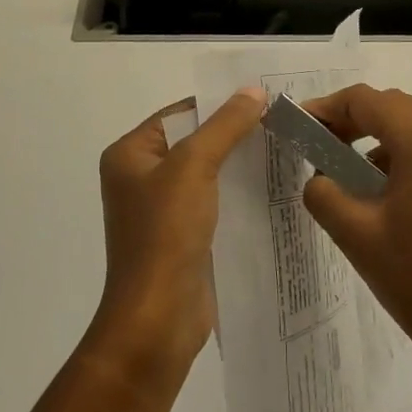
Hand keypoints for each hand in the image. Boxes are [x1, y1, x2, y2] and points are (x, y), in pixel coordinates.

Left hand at [87, 87, 266, 389]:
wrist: (157, 320)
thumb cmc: (165, 234)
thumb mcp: (194, 167)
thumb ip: (225, 126)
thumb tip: (253, 91)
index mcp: (129, 154)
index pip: (180, 113)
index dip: (219, 104)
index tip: (263, 99)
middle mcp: (140, 177)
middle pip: (193, 141)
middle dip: (233, 134)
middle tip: (279, 123)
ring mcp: (160, 210)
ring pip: (206, 174)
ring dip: (238, 165)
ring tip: (282, 150)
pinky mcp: (181, 237)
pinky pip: (212, 203)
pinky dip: (237, 194)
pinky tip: (271, 189)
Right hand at [302, 85, 411, 391]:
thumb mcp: (356, 235)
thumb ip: (324, 192)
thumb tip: (320, 177)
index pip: (367, 101)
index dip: (328, 107)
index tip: (301, 125)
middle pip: (396, 109)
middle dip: (355, 121)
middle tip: (321, 145)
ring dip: (382, 141)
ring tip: (352, 176)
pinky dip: (409, 160)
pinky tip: (392, 198)